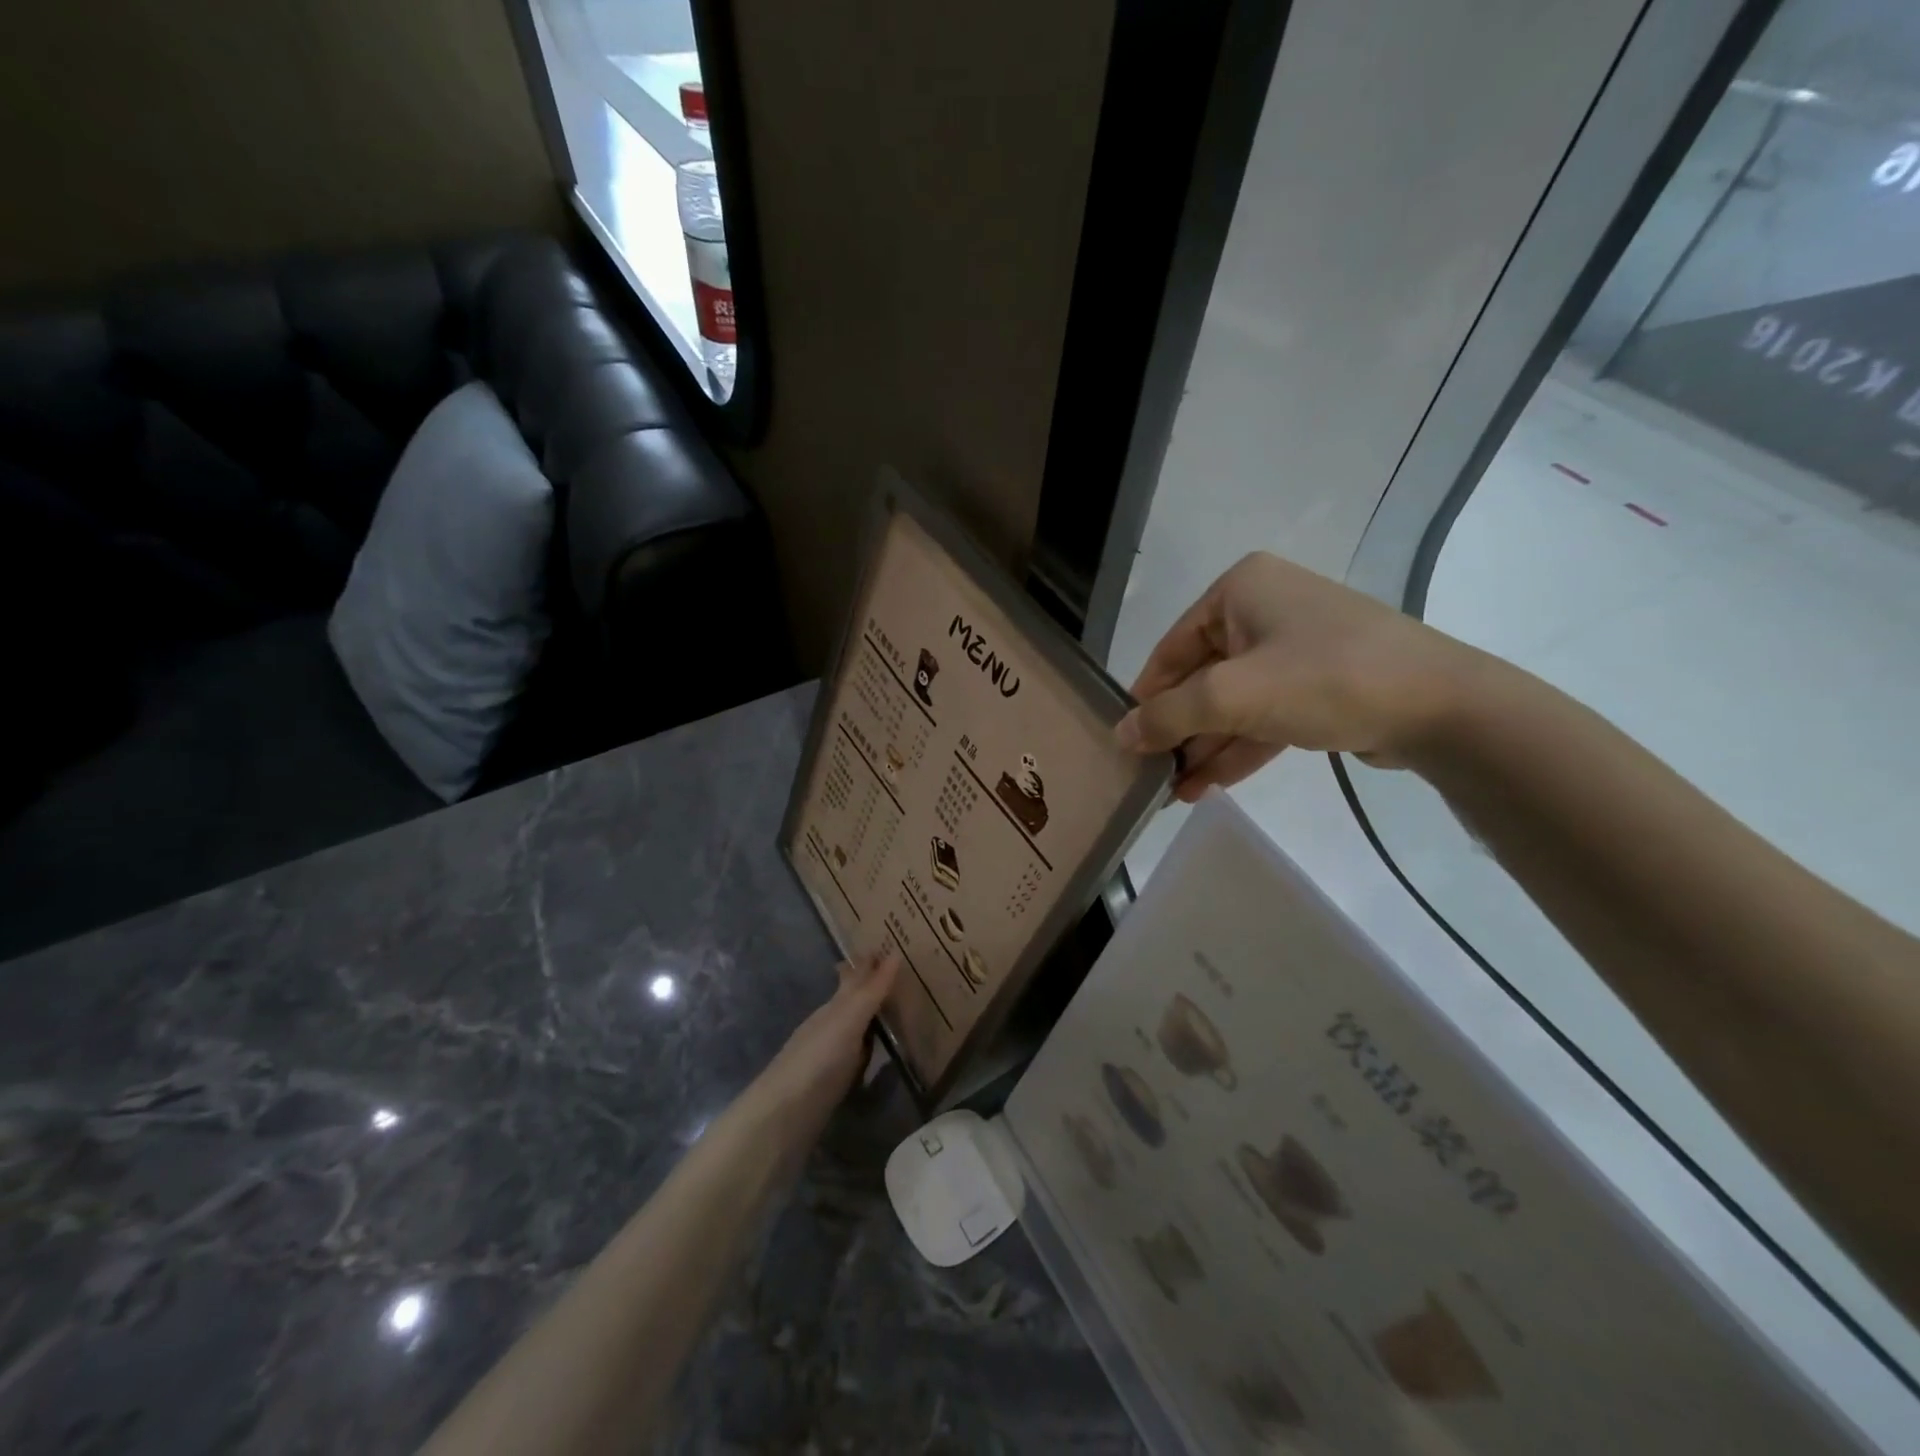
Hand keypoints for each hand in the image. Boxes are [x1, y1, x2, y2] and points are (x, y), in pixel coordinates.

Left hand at [752, 948, 899, 1128]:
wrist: (783, 1117)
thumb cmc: (818, 1059)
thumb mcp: (849, 1019)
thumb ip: (872, 990)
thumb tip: (896, 952)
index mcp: (833, 1007)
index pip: (853, 977)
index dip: (868, 962)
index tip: (886, 945)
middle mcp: (830, 1025)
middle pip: (851, 1000)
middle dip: (868, 986)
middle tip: (895, 973)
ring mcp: (829, 1055)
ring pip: (854, 1027)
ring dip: (870, 1016)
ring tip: (893, 1007)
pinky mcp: (832, 1084)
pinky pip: (856, 1055)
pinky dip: (868, 1047)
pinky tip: (876, 1053)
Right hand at [1115, 552, 1474, 800]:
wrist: (1443, 707)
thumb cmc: (1324, 679)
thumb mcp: (1232, 696)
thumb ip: (1168, 715)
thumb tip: (1120, 735)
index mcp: (1241, 590)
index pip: (1172, 647)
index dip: (1146, 697)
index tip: (1126, 741)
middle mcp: (1265, 609)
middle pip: (1202, 677)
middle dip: (1179, 730)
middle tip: (1150, 774)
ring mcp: (1296, 648)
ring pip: (1234, 702)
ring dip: (1205, 746)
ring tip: (1173, 793)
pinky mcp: (1320, 685)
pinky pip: (1265, 715)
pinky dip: (1238, 748)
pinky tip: (1208, 786)